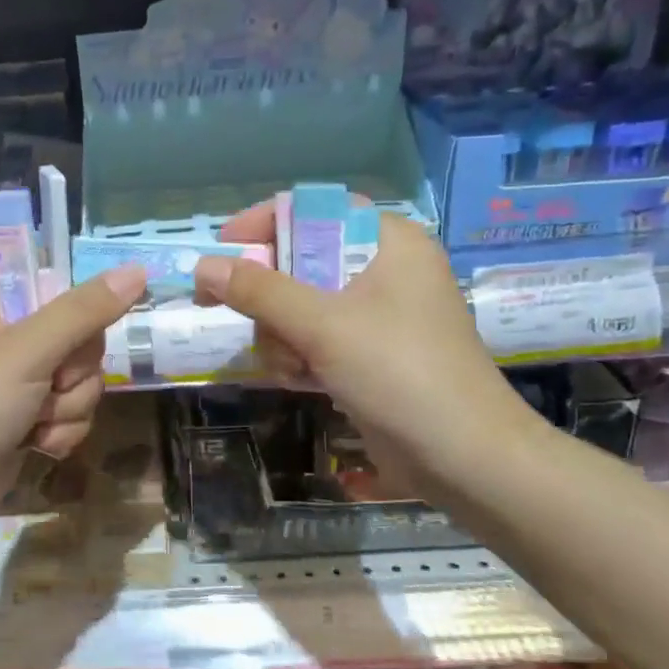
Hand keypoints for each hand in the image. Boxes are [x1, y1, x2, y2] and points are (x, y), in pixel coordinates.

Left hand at [0, 263, 146, 546]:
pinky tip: (36, 445)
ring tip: (34, 423)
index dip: (76, 306)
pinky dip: (60, 429)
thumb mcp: (26, 352)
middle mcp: (2, 329)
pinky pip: (70, 409)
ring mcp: (14, 375)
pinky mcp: (24, 415)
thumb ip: (85, 312)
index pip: (55, 278)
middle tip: (50, 384)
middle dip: (73, 369)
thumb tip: (138, 269)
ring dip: (68, 405)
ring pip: (80, 376)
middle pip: (78, 331)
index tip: (77, 332)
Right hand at [196, 203, 540, 494]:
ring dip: (284, 337)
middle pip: (301, 261)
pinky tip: (304, 382)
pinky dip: (302, 356)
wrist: (465, 458)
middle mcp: (385, 269)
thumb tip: (203, 266)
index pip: (314, 210)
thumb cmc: (400, 373)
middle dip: (272, 299)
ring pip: (302, 306)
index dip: (264, 224)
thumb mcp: (323, 326)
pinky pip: (317, 338)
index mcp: (388, 241)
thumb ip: (260, 292)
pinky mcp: (372, 353)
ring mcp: (379, 315)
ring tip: (295, 368)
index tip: (221, 248)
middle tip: (248, 319)